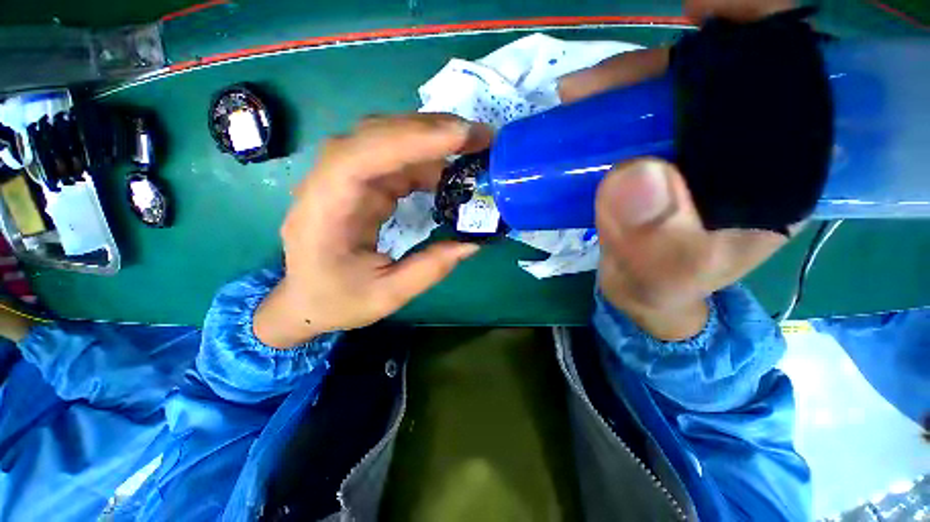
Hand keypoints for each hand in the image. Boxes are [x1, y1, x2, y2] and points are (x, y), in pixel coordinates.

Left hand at [254, 114, 491, 347]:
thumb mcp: (387, 295)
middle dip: (431, 130)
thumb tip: (472, 242)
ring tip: (474, 148)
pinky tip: (451, 171)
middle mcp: (330, 182)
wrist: (306, 299)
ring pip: (389, 141)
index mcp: (325, 211)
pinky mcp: (361, 183)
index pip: (362, 158)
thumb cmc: (338, 300)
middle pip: (377, 136)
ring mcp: (345, 178)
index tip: (459, 136)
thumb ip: (430, 269)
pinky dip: (427, 159)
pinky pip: (395, 159)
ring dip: (433, 140)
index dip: (410, 140)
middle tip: (480, 137)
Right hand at [559, 1, 798, 339]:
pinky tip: (582, 106)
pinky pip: (639, 112)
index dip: (758, 28)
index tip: (702, 12)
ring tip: (576, 95)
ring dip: (623, 83)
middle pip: (720, 73)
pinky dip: (610, 101)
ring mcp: (698, 145)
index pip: (793, 77)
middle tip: (596, 83)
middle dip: (662, 64)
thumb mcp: (663, 277)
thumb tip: (631, 175)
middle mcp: (747, 144)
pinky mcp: (660, 153)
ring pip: (672, 88)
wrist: (641, 292)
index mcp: (780, 169)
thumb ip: (655, 245)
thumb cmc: (663, 288)